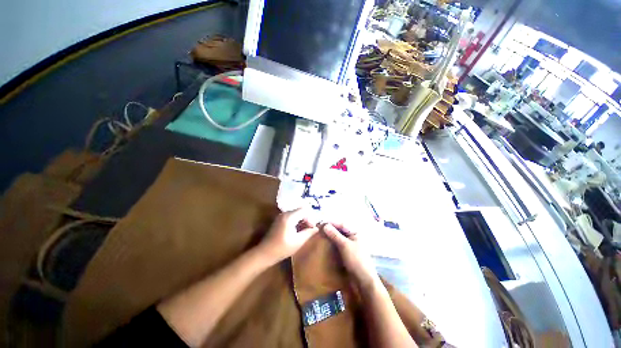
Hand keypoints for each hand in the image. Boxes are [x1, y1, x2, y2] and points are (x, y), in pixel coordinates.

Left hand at [257, 209, 318, 263]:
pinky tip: (297, 231)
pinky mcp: (279, 220)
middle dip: (306, 219)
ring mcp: (281, 216)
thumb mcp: (298, 241)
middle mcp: (284, 213)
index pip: (304, 210)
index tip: (312, 228)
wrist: (264, 253)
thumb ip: (308, 233)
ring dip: (302, 220)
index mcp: (289, 217)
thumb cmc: (282, 248)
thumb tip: (317, 228)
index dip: (310, 218)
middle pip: (300, 211)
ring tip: (305, 231)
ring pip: (296, 214)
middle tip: (310, 229)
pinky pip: (291, 217)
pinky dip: (296, 221)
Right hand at [321, 223, 378, 288]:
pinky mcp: (346, 254)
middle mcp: (353, 238)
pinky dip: (331, 243)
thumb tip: (325, 225)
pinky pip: (338, 245)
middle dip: (330, 229)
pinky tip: (325, 243)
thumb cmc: (356, 260)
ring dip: (330, 236)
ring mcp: (350, 246)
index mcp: (355, 233)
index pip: (342, 224)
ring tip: (320, 235)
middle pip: (340, 231)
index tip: (321, 223)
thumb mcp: (345, 245)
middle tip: (319, 229)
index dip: (331, 223)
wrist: (363, 281)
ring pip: (338, 238)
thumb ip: (335, 235)